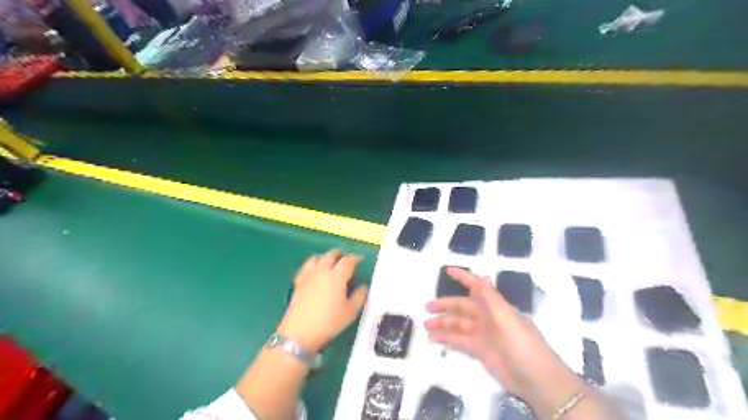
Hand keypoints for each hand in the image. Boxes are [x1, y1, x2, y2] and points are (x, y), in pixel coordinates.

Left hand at [275, 249, 367, 353]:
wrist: (299, 332)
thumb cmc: (328, 322)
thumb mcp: (350, 312)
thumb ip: (359, 297)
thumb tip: (364, 287)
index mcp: (337, 276)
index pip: (347, 261)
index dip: (355, 258)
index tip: (360, 259)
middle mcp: (322, 271)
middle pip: (330, 255)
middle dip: (339, 253)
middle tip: (345, 255)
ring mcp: (308, 275)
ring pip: (316, 258)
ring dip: (325, 256)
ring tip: (330, 260)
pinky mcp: (298, 282)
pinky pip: (306, 266)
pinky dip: (312, 264)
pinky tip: (314, 270)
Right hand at [423, 269, 586, 416]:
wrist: (536, 379)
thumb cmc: (523, 344)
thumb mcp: (507, 319)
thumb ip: (492, 299)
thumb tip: (482, 276)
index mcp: (495, 306)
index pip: (476, 287)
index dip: (463, 278)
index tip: (447, 270)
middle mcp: (487, 317)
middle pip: (462, 307)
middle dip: (445, 305)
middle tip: (426, 307)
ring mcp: (483, 334)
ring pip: (458, 324)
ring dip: (443, 323)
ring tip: (425, 325)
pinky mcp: (480, 351)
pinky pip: (460, 341)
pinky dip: (447, 339)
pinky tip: (435, 339)